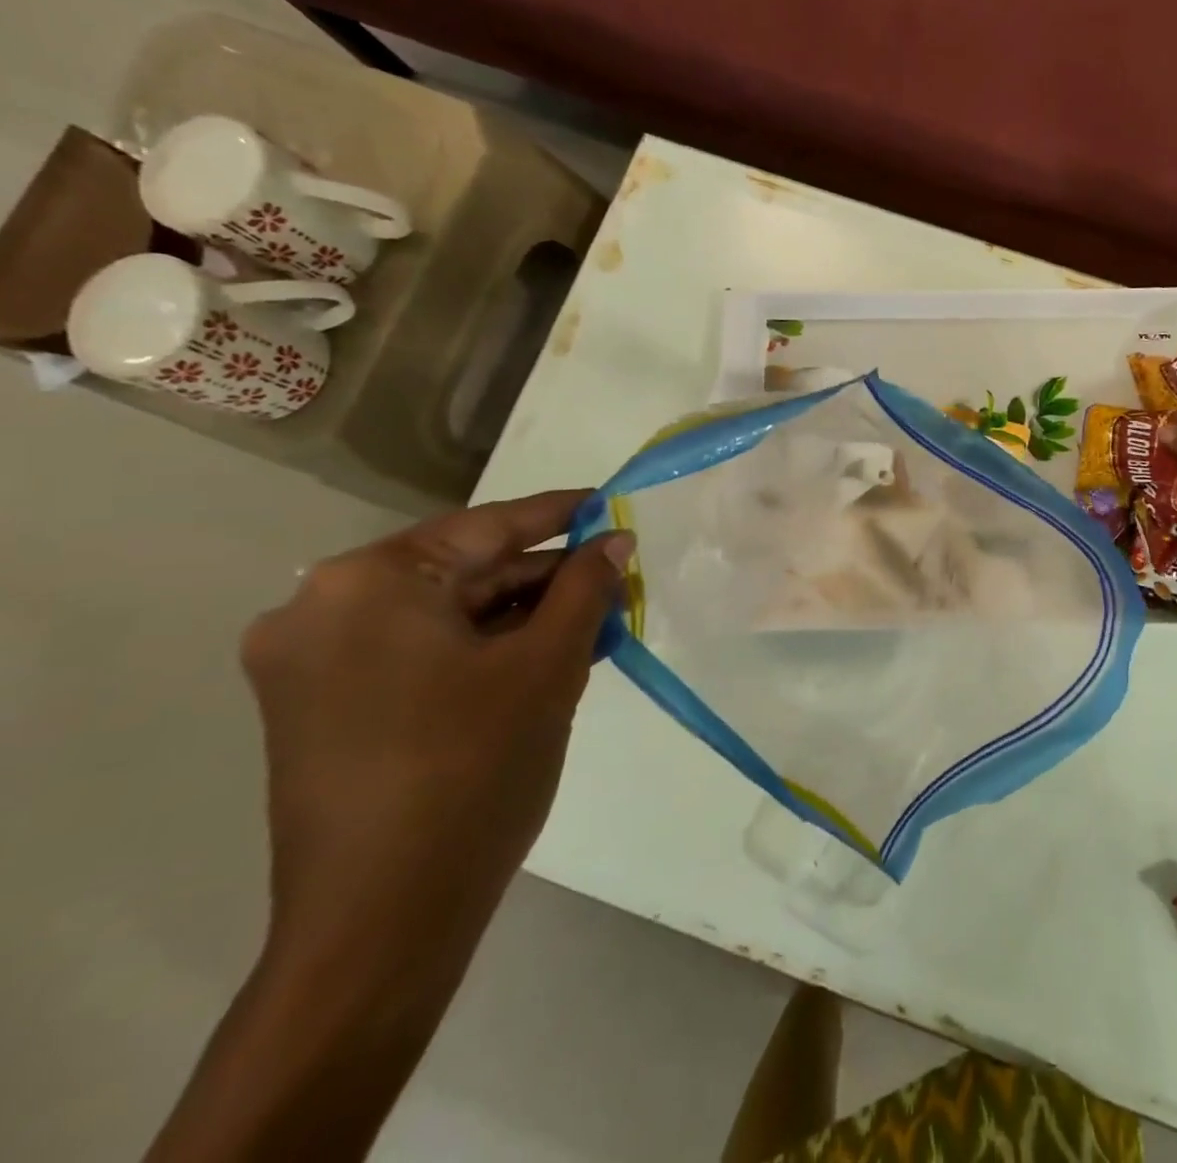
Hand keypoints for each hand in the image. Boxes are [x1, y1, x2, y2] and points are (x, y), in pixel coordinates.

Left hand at [239, 490, 632, 971]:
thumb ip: (585, 589)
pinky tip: (543, 657)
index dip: (559, 514)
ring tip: (594, 621)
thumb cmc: (473, 771)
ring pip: (443, 615)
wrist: (382, 922)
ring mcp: (312, 664)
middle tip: (615, 579)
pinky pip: (419, 653)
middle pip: (461, 571)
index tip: (610, 504)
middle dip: (544, 577)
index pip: (486, 528)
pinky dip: (482, 649)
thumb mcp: (547, 667)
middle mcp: (321, 609)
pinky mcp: (320, 709)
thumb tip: (615, 540)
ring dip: (519, 616)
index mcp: (368, 584)